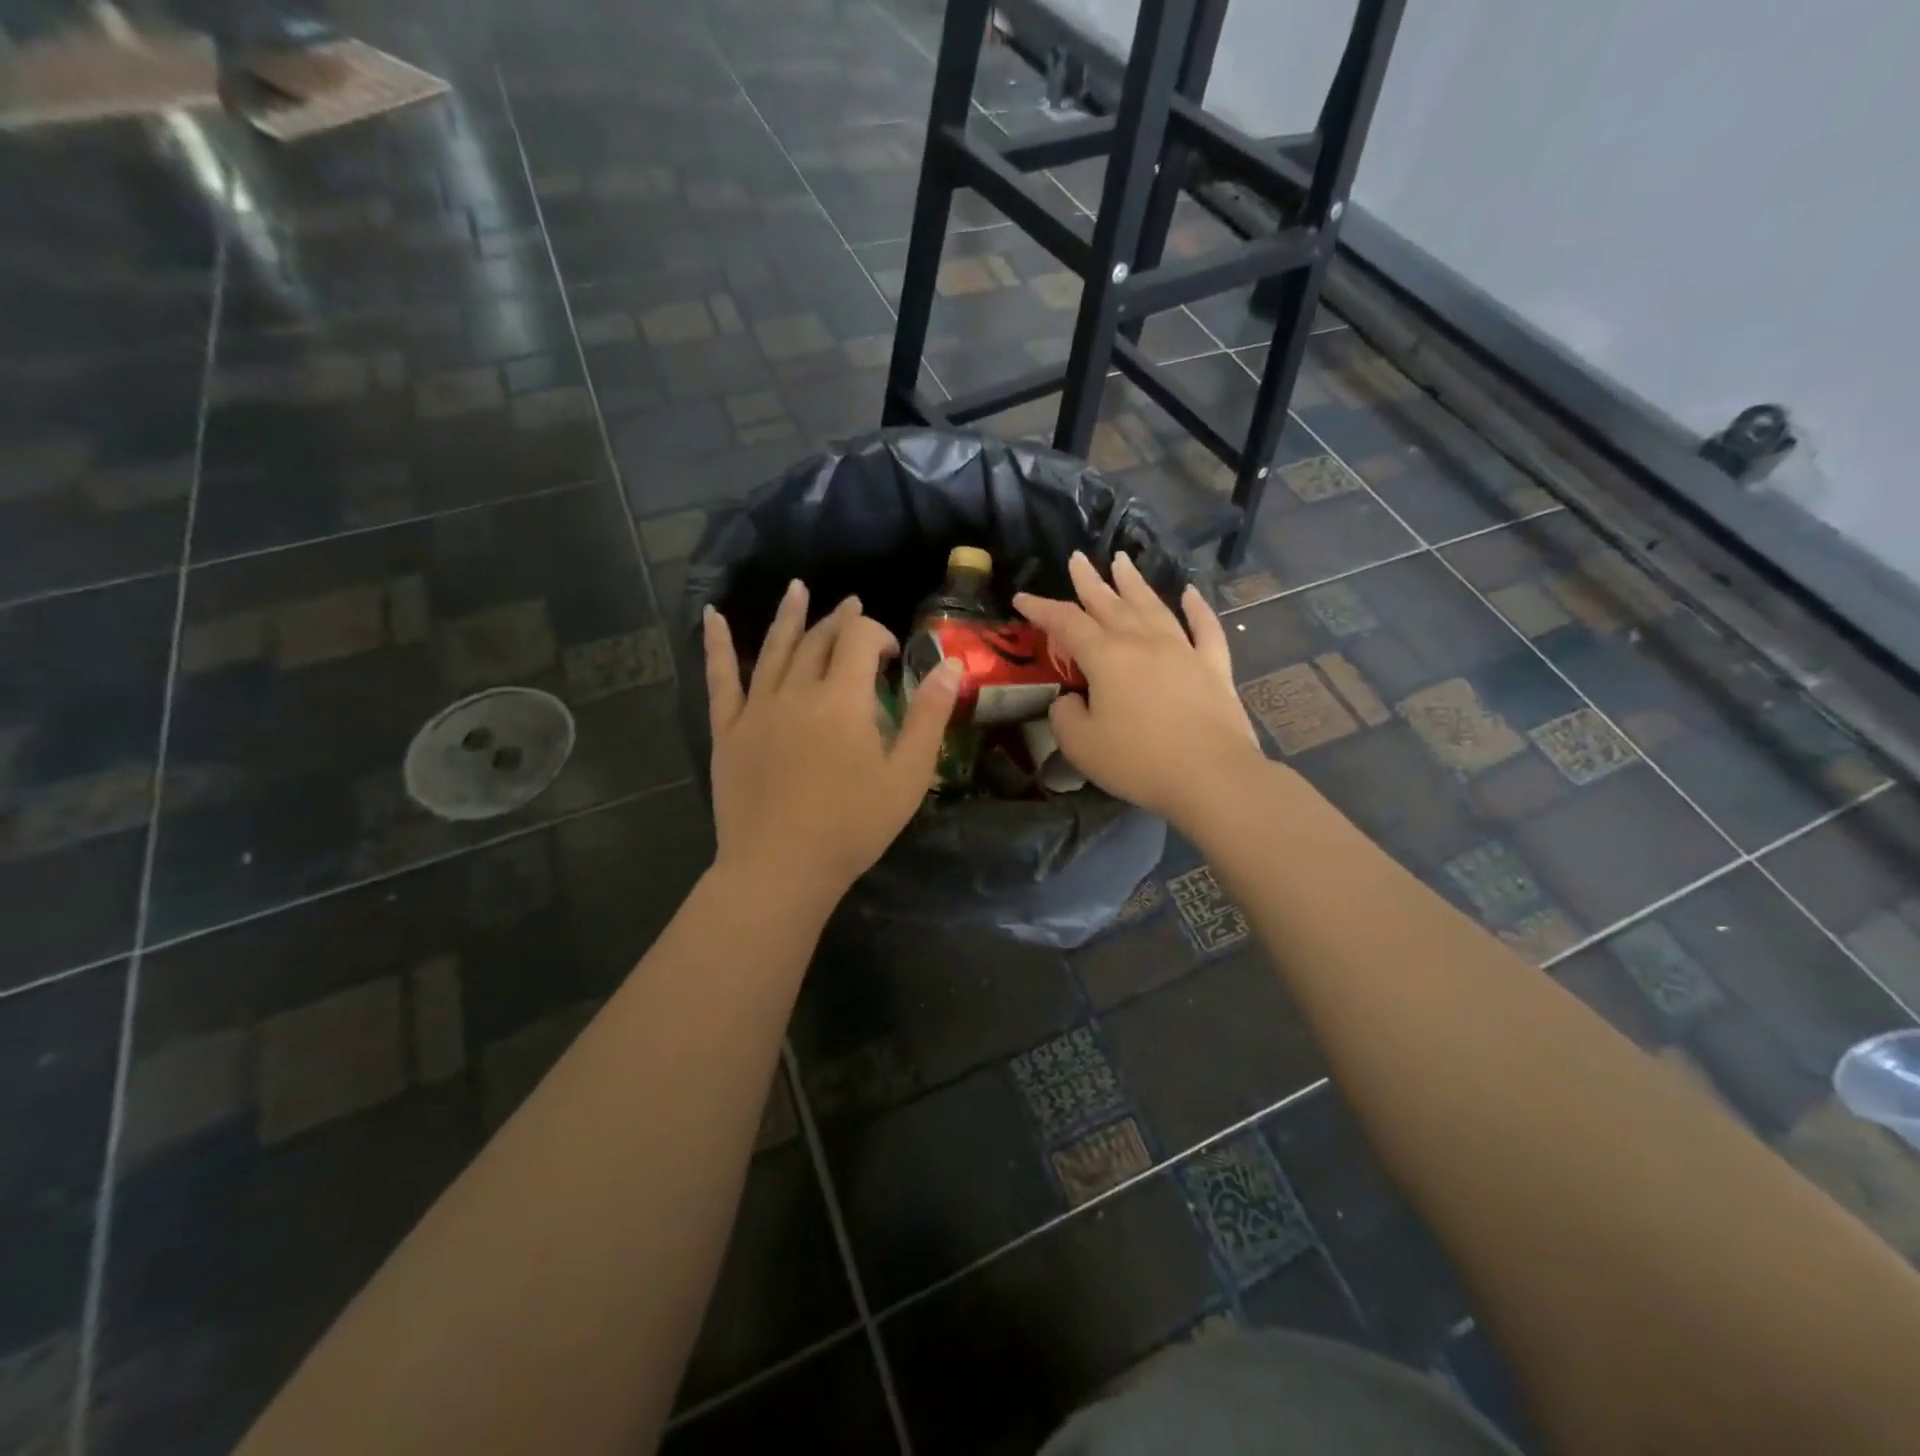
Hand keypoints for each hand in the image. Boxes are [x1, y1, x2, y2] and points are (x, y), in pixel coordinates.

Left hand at [703, 580, 960, 912]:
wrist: (781, 867)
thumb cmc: (853, 826)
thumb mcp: (907, 776)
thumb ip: (929, 717)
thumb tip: (949, 666)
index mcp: (842, 699)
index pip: (859, 640)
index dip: (878, 634)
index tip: (893, 656)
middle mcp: (797, 691)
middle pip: (819, 640)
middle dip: (841, 621)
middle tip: (853, 610)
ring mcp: (757, 708)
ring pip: (775, 648)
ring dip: (790, 615)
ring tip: (799, 588)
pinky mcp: (728, 730)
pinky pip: (721, 679)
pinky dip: (716, 645)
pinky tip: (712, 617)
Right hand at [1013, 551, 1266, 831]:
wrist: (1211, 776)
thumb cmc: (1138, 761)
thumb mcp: (1081, 745)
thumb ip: (1065, 716)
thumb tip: (1072, 699)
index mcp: (1107, 657)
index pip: (1066, 623)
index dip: (1042, 609)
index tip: (1021, 598)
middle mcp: (1143, 642)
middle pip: (1111, 603)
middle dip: (1089, 581)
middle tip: (1077, 558)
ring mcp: (1183, 651)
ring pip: (1154, 606)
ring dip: (1134, 583)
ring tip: (1122, 560)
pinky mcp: (1214, 668)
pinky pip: (1205, 629)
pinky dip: (1198, 609)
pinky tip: (1191, 593)